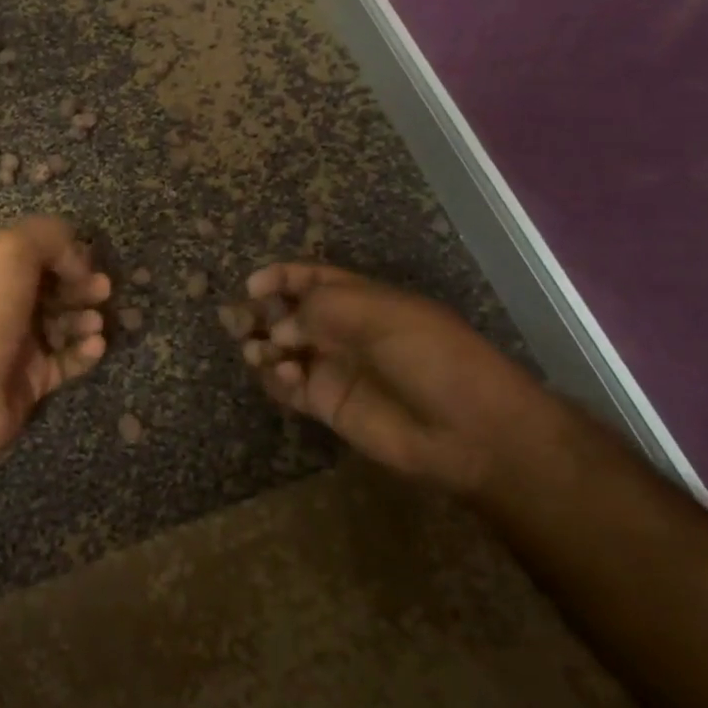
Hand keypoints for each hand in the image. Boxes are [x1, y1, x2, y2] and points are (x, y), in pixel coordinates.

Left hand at [0, 217, 111, 472]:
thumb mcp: (9, 251)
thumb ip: (48, 237)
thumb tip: (77, 259)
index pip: (35, 254)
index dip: (64, 253)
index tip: (86, 261)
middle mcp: (3, 305)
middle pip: (52, 289)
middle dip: (81, 285)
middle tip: (103, 289)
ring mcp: (16, 346)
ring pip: (62, 325)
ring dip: (85, 318)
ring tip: (96, 321)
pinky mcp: (30, 383)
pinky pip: (66, 362)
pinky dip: (84, 352)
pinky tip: (95, 346)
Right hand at [227, 263, 569, 492]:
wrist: (469, 430)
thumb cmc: (432, 357)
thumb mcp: (380, 314)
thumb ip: (321, 308)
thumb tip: (278, 327)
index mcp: (361, 300)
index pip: (310, 279)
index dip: (280, 277)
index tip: (253, 285)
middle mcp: (342, 331)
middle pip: (287, 314)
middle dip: (260, 312)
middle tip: (237, 320)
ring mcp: (333, 368)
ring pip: (281, 350)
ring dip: (262, 345)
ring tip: (258, 351)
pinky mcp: (328, 405)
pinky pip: (288, 387)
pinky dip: (275, 379)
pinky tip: (283, 376)